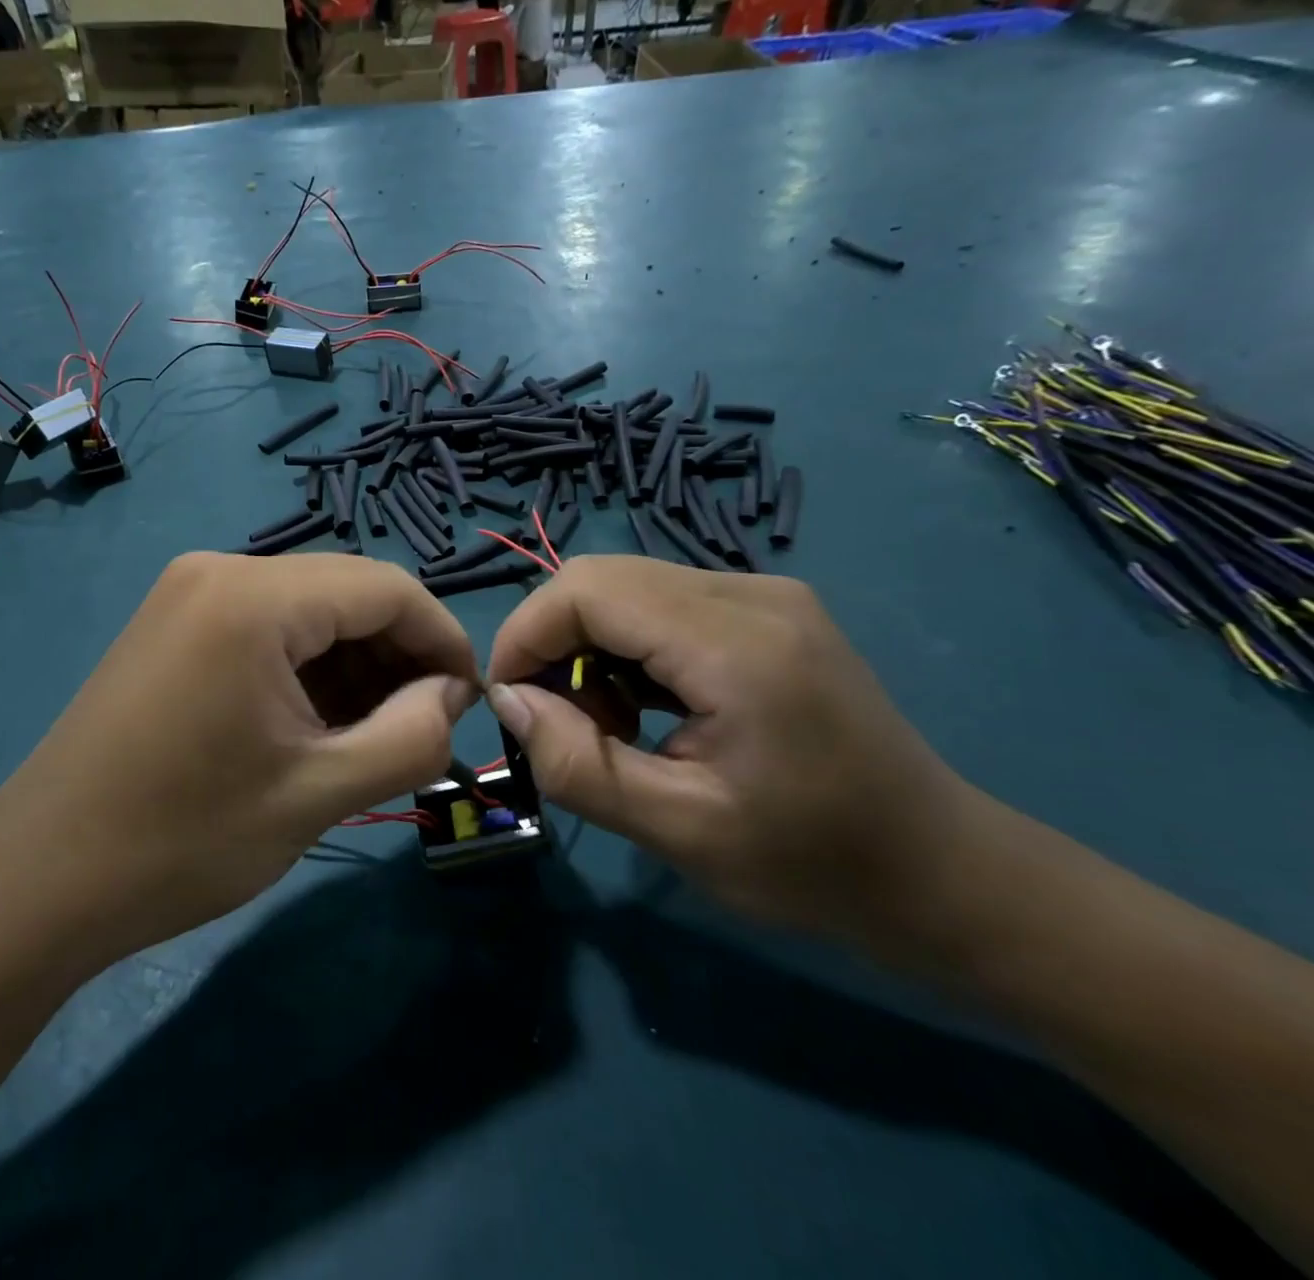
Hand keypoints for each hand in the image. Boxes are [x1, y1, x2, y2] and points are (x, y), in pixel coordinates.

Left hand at [0, 553, 478, 966]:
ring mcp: (189, 593)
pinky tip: (317, 722)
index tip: (469, 702)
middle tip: (423, 728)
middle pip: (346, 593)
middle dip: (398, 655)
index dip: (442, 638)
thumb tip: (450, 694)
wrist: (39, 880)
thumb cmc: (183, 839)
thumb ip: (410, 736)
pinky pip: (267, 628)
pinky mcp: (174, 624)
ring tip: (374, 734)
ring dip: (355, 664)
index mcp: (255, 597)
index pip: (386, 587)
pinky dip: (307, 667)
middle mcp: (221, 570)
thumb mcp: (319, 794)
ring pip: (308, 611)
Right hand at [484, 557, 981, 949]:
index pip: (587, 589)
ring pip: (627, 587)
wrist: (942, 872)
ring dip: (590, 647)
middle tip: (560, 722)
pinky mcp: (767, 610)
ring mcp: (764, 594)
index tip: (510, 703)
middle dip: (553, 642)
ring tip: (610, 726)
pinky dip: (627, 648)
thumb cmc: (814, 865)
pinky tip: (647, 707)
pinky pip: (662, 604)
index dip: (527, 634)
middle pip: (602, 578)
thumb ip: (578, 764)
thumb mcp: (679, 832)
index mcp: (735, 643)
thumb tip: (507, 700)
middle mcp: (749, 592)